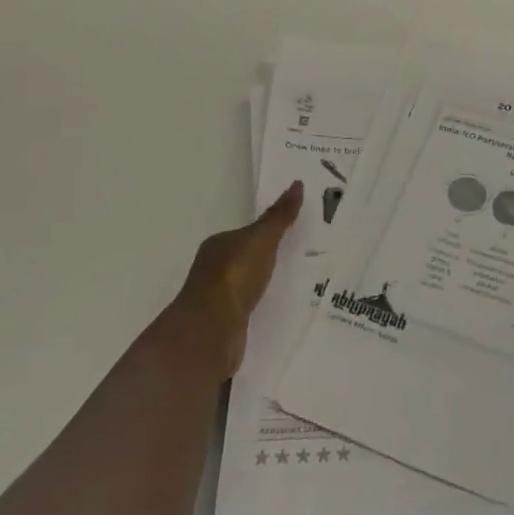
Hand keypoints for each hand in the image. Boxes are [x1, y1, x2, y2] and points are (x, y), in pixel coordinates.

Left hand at [170, 181, 302, 379]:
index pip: (246, 234)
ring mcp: (218, 299)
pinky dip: (262, 307)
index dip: (268, 232)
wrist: (211, 331)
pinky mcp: (225, 325)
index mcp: (218, 245)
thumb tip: (298, 183)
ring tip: (297, 283)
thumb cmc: (235, 275)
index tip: (292, 234)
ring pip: (247, 286)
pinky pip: (249, 309)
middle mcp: (213, 269)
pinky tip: (280, 308)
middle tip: (301, 256)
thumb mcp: (263, 239)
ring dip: (265, 285)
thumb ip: (280, 216)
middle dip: (267, 259)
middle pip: (246, 259)